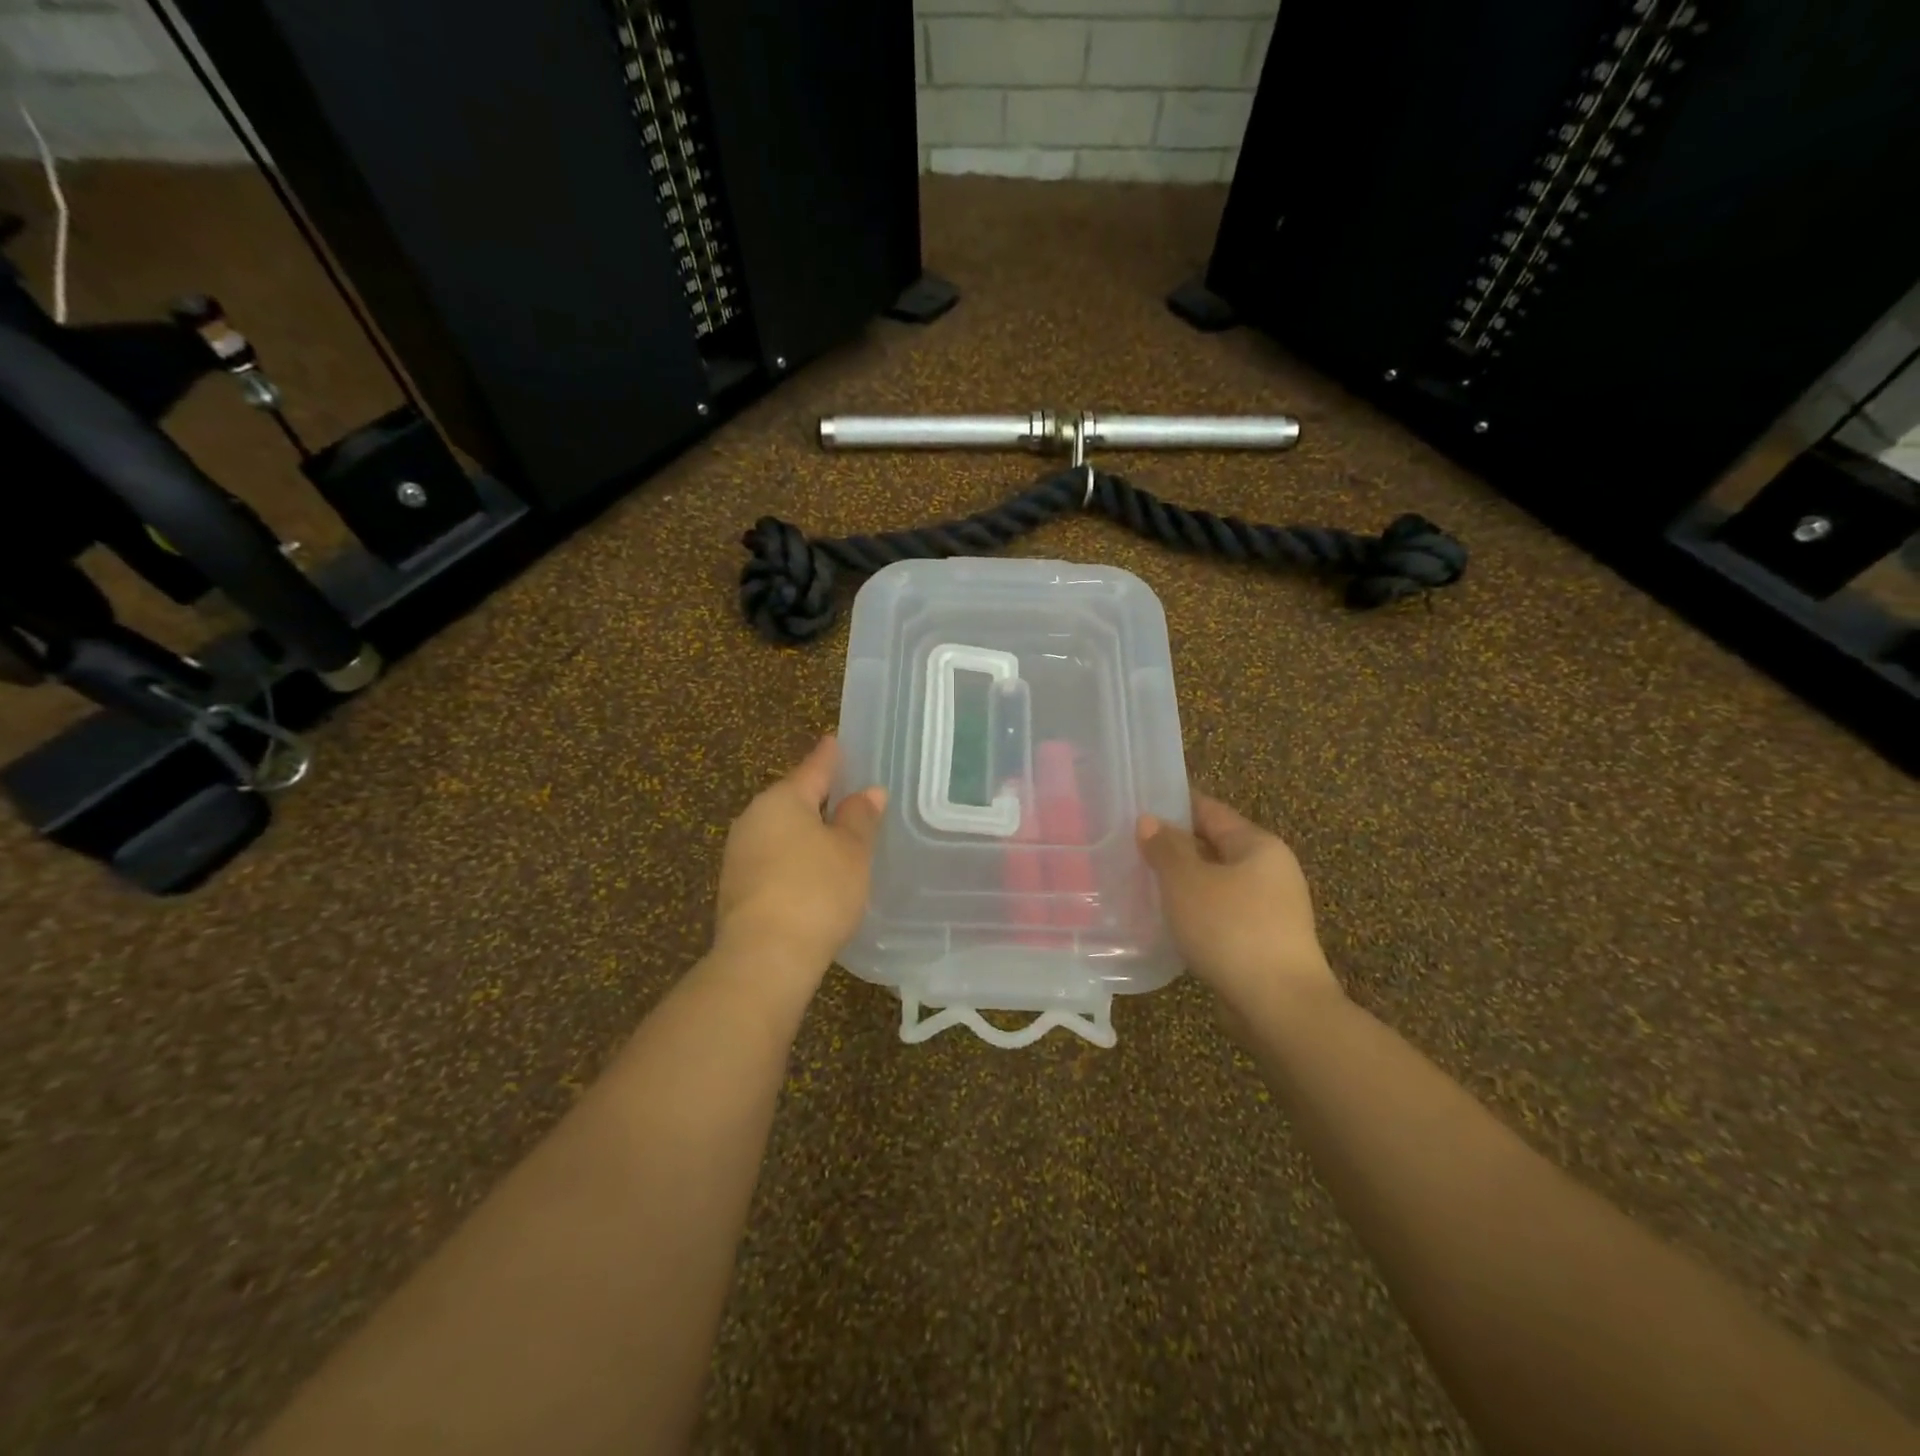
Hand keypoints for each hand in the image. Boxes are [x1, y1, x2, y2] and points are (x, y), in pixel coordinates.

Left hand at [715, 736, 886, 990]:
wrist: (764, 958)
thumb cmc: (816, 891)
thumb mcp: (851, 852)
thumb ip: (859, 818)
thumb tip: (868, 792)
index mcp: (782, 800)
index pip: (813, 768)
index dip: (829, 756)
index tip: (835, 740)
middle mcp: (753, 819)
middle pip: (792, 800)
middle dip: (817, 798)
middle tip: (846, 794)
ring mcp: (739, 855)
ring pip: (781, 832)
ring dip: (806, 833)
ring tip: (835, 838)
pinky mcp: (736, 888)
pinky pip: (773, 860)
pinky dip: (794, 860)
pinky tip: (812, 874)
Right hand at [1138, 793, 1339, 1036]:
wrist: (1279, 1007)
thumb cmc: (1231, 930)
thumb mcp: (1187, 882)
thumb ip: (1166, 848)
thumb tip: (1150, 820)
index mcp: (1258, 845)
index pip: (1211, 811)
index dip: (1174, 805)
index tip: (1138, 805)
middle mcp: (1271, 871)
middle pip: (1214, 846)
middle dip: (1175, 847)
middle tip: (1129, 846)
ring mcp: (1271, 909)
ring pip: (1216, 883)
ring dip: (1183, 883)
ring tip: (1140, 883)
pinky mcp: (1263, 942)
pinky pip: (1221, 914)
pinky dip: (1195, 911)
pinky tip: (1167, 920)